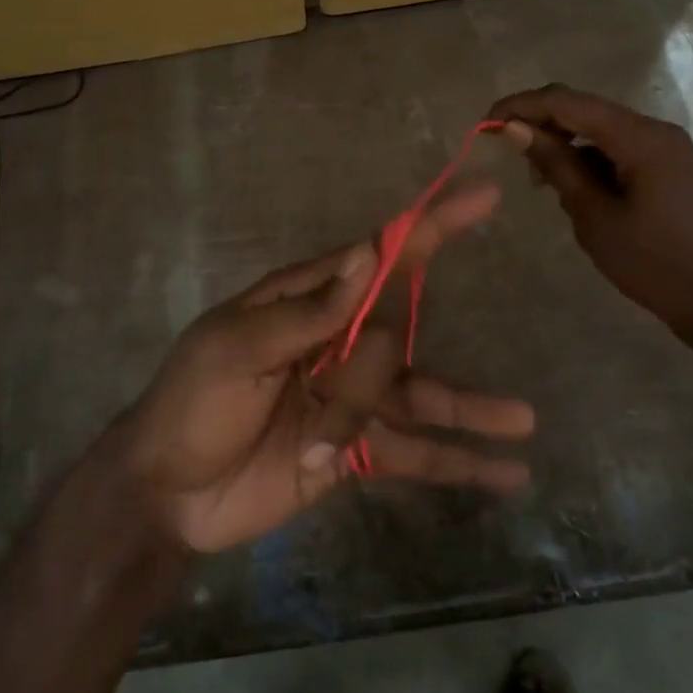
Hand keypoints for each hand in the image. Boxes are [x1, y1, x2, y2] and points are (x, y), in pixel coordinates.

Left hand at [119, 181, 535, 553]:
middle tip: (319, 431)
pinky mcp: (357, 450)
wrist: (166, 494)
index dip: (431, 227)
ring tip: (525, 422)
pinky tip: (507, 474)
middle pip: (393, 340)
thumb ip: (309, 310)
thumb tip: (370, 253)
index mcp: (307, 301)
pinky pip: (415, 453)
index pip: (380, 256)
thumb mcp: (238, 349)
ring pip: (420, 395)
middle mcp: (338, 342)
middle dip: (364, 388)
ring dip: (471, 409)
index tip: (484, 198)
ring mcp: (351, 399)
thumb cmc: (192, 403)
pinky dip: (458, 462)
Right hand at [487, 84, 692, 346]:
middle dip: (542, 124)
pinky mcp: (669, 167)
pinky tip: (573, 190)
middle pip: (585, 110)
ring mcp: (667, 148)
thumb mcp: (594, 215)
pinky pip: (618, 149)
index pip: (568, 102)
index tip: (486, 123)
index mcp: (641, 137)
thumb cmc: (653, 263)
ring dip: (564, 145)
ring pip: (600, 130)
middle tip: (505, 150)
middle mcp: (656, 130)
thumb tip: (515, 128)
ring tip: (540, 181)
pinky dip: (589, 160)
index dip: (523, 106)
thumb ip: (556, 165)